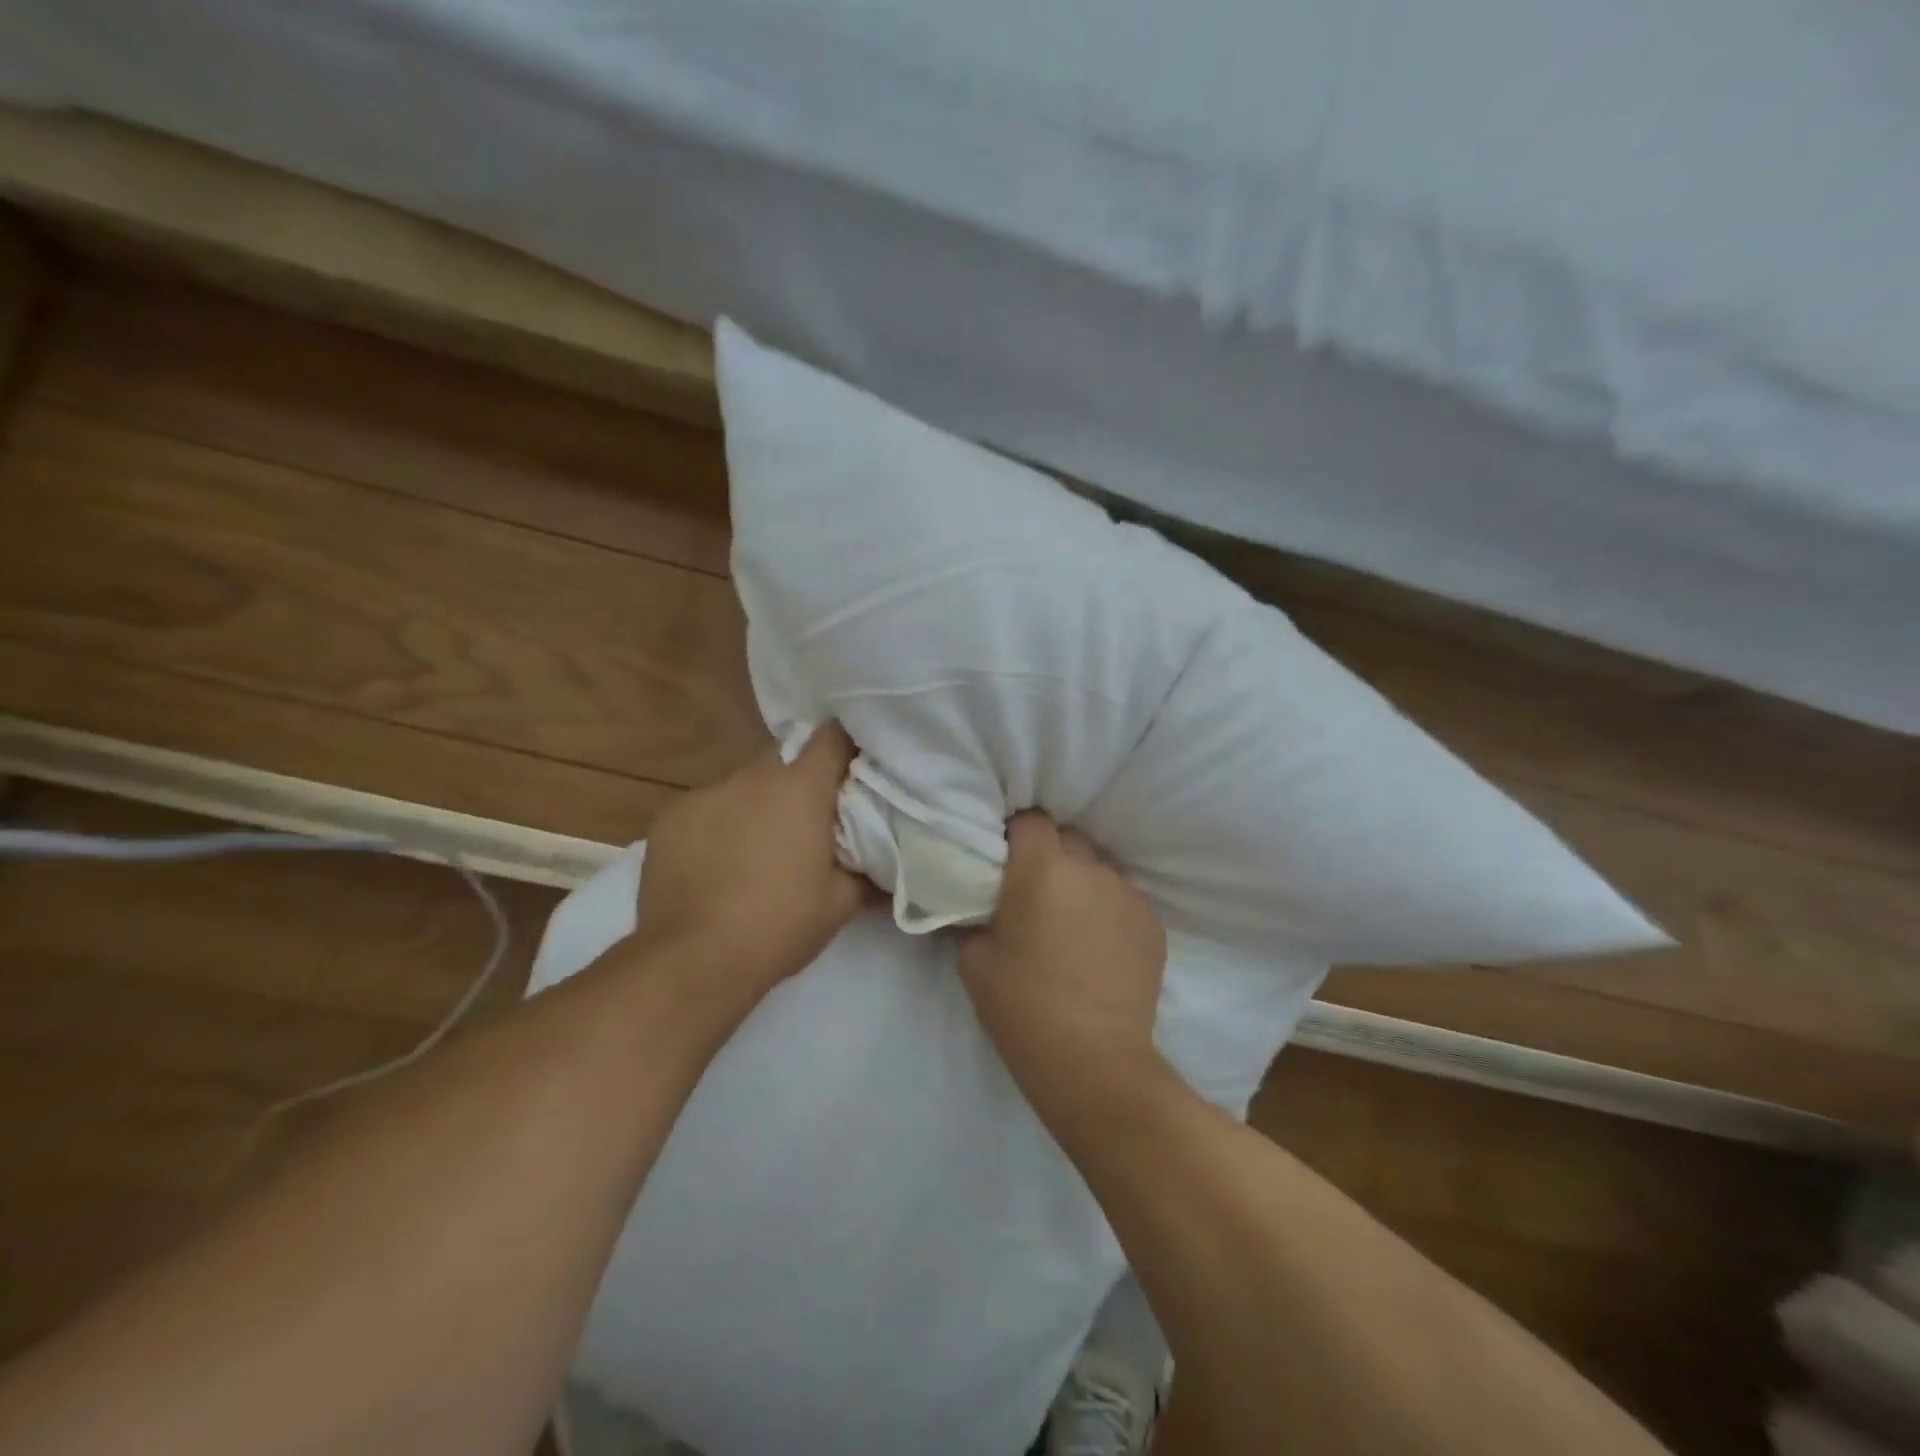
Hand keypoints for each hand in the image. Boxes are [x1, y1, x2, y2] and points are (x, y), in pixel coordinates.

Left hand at [628, 723, 876, 1001]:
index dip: (847, 746)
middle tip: (811, 817)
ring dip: (758, 803)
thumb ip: (868, 875)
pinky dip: (720, 823)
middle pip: (785, 756)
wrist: (692, 962)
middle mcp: (751, 777)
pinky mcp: (670, 816)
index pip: (832, 736)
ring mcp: (706, 794)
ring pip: (744, 784)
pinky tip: (717, 863)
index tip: (855, 768)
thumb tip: (891, 870)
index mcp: (799, 789)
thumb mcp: (838, 905)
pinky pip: (708, 807)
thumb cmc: (778, 926)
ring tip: (759, 847)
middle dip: (801, 778)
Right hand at [957, 812, 1168, 1126]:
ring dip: (1081, 880)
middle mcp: (1090, 868)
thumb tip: (973, 906)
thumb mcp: (974, 962)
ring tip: (1070, 918)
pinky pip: (1123, 898)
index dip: (1015, 833)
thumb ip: (971, 919)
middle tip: (1033, 889)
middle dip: (1049, 854)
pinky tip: (1098, 943)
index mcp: (1042, 869)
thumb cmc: (1022, 1007)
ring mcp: (1127, 894)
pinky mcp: (1153, 922)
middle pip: (1068, 838)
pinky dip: (1107, 908)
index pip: (1030, 820)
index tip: (1004, 858)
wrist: (1093, 1062)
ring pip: (1098, 867)